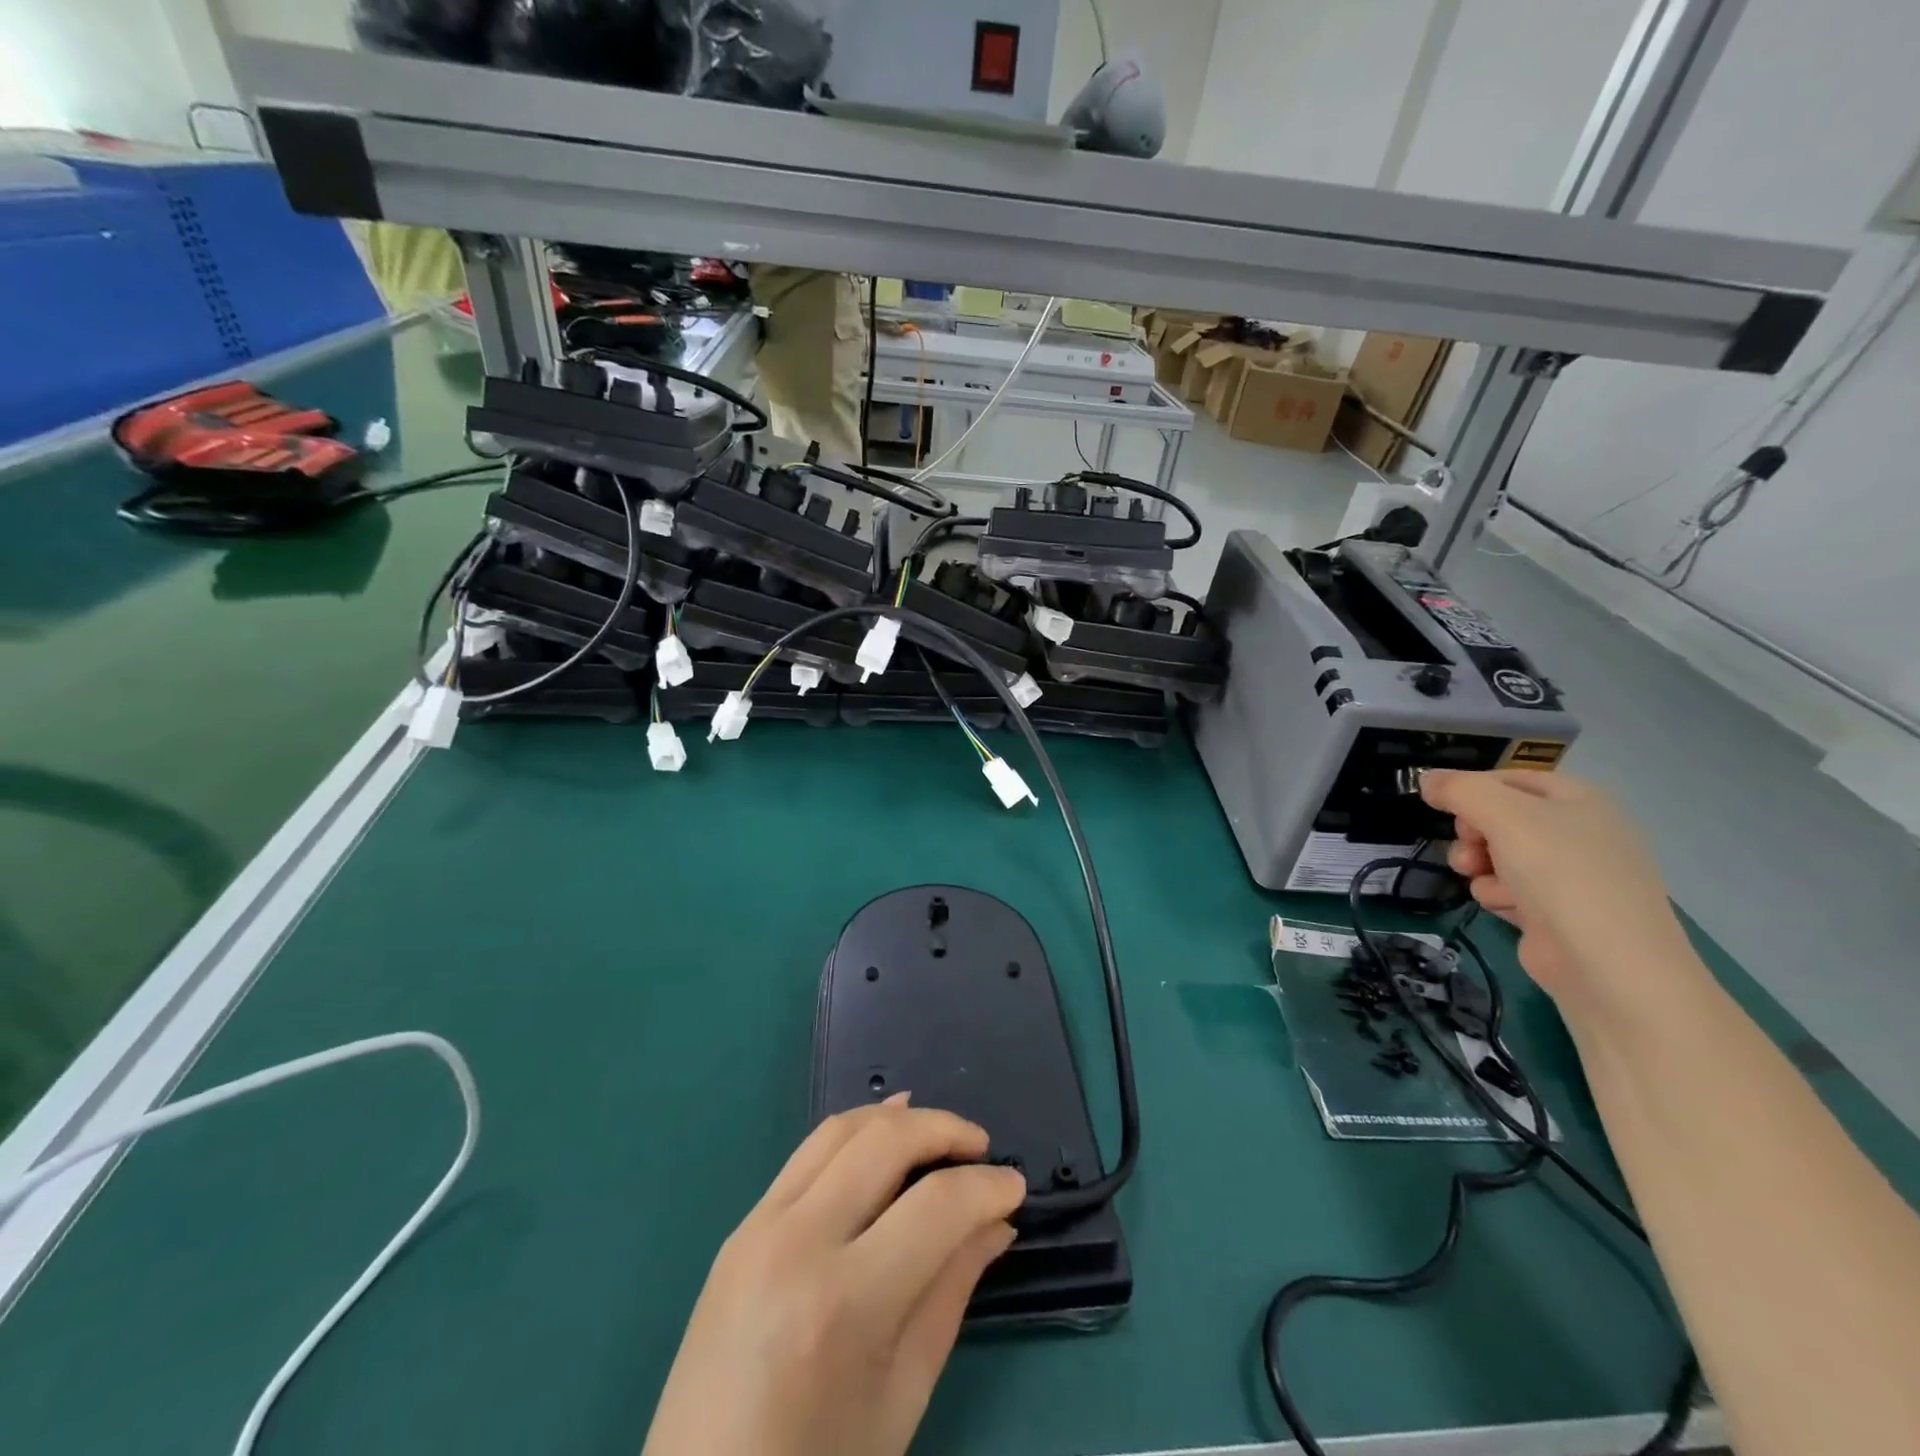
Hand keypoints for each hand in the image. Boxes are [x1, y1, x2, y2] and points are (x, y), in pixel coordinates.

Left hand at [642, 1096, 1025, 1455]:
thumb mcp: (901, 1396)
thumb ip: (951, 1293)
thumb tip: (996, 1223)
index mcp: (842, 1304)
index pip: (935, 1207)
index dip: (987, 1187)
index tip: (1015, 1186)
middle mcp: (796, 1244)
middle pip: (885, 1142)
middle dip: (945, 1130)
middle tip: (982, 1148)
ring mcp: (758, 1227)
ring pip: (841, 1129)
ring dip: (899, 1118)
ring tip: (941, 1132)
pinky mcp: (741, 1226)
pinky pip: (807, 1153)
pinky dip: (855, 1131)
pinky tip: (885, 1132)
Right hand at [1420, 770, 1699, 1022]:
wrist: (1608, 965)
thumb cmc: (1562, 875)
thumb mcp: (1505, 816)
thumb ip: (1460, 790)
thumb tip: (1426, 779)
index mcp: (1579, 800)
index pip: (1509, 778)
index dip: (1472, 789)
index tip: (1442, 805)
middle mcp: (1577, 832)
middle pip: (1498, 818)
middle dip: (1473, 833)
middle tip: (1472, 846)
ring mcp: (1568, 874)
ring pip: (1495, 855)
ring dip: (1480, 867)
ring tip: (1488, 884)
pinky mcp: (1554, 910)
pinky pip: (1506, 889)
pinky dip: (1498, 896)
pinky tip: (1508, 909)